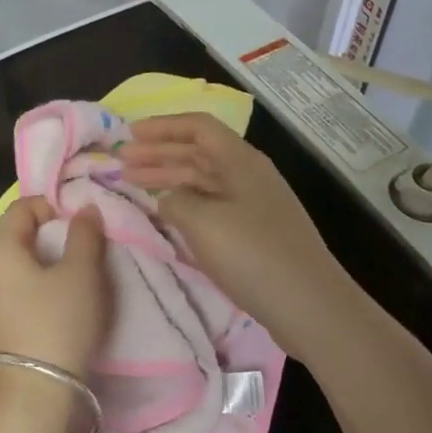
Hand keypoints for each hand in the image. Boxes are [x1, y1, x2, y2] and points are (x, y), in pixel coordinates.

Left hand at [0, 198, 110, 383]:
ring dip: (47, 264)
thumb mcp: (82, 273)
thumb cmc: (58, 322)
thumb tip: (85, 209)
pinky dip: (38, 288)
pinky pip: (17, 292)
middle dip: (52, 236)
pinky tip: (60, 307)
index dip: (52, 206)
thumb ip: (85, 234)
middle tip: (85, 250)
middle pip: (19, 236)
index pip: (22, 207)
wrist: (35, 393)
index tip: (81, 225)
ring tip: (77, 280)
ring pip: (19, 266)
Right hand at [121, 113, 351, 349]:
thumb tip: (169, 199)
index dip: (162, 127)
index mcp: (241, 162)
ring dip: (168, 178)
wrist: (310, 305)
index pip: (198, 127)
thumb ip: (176, 201)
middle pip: (198, 153)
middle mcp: (248, 176)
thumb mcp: (204, 222)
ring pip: (203, 181)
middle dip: (158, 153)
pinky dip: (185, 204)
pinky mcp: (255, 234)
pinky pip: (211, 206)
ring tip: (133, 184)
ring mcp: (253, 206)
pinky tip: (167, 215)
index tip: (130, 135)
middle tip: (121, 161)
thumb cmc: (254, 255)